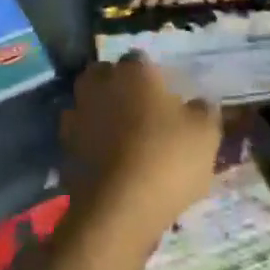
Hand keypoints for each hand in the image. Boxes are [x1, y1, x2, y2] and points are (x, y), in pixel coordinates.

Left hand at [61, 55, 221, 241]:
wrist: (118, 209)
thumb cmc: (167, 159)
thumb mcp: (205, 135)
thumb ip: (203, 111)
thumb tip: (199, 103)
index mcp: (134, 71)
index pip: (140, 60)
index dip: (152, 76)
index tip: (164, 96)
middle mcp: (101, 84)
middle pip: (106, 74)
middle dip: (118, 86)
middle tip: (140, 110)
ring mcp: (78, 113)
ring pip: (89, 102)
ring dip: (101, 112)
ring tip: (122, 137)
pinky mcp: (64, 145)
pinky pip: (80, 134)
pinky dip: (90, 140)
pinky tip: (107, 159)